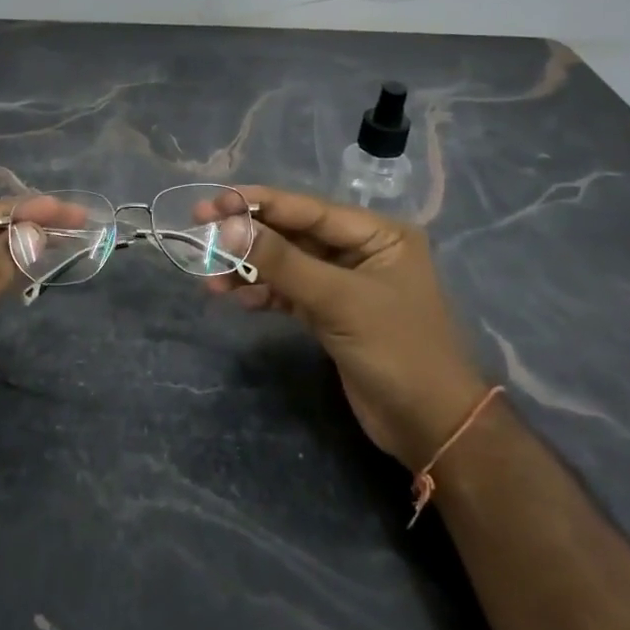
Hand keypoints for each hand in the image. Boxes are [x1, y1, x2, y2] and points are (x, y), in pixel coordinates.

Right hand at [204, 187, 488, 469]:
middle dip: (248, 236)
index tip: (213, 202)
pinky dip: (263, 293)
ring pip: (286, 264)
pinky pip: (289, 292)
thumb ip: (282, 261)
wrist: (429, 426)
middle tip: (200, 231)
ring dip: (249, 269)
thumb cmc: (397, 350)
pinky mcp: (331, 313)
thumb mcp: (338, 300)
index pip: (308, 209)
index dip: (259, 204)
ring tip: (210, 278)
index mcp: (378, 234)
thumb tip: (229, 227)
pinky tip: (237, 299)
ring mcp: (345, 283)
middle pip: (293, 234)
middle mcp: (361, 250)